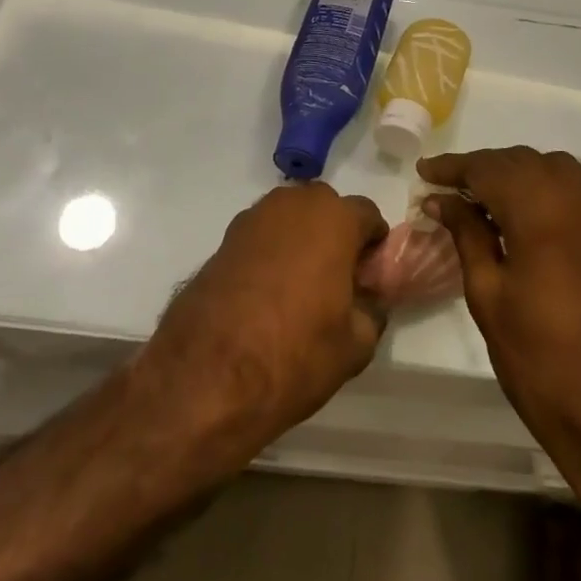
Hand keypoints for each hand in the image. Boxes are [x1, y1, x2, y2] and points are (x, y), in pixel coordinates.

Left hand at [143, 182, 388, 459]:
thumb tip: (368, 302)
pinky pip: (261, 237)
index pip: (367, 214)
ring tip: (299, 287)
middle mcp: (293, 205)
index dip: (373, 244)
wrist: (207, 376)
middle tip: (336, 280)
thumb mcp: (355, 345)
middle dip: (335, 235)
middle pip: (326, 209)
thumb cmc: (296, 353)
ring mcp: (252, 219)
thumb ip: (371, 311)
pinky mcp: (223, 240)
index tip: (369, 276)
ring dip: (300, 240)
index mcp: (334, 219)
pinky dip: (269, 254)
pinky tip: (266, 294)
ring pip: (290, 219)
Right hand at [419, 148, 580, 513]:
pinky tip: (526, 217)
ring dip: (517, 174)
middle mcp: (580, 200)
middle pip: (523, 161)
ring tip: (484, 199)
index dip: (454, 167)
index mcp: (543, 211)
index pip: (489, 168)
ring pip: (554, 169)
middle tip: (448, 189)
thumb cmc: (542, 362)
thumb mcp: (490, 297)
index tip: (424, 173)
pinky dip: (547, 189)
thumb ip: (468, 236)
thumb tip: (443, 200)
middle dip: (484, 168)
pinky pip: (578, 191)